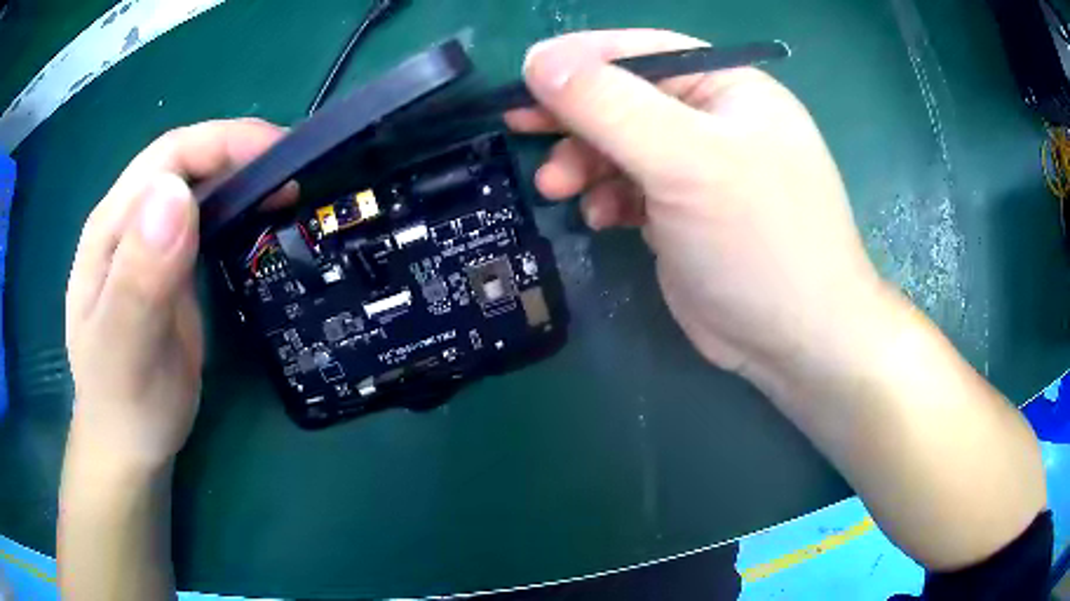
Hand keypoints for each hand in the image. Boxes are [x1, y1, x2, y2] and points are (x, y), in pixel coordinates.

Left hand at [65, 119, 294, 470]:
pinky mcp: (170, 267)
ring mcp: (149, 245)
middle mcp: (129, 223)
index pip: (166, 158)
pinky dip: (236, 209)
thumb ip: (140, 276)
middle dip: (238, 153)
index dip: (221, 143)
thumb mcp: (126, 349)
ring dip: (241, 178)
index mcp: (111, 229)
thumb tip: (175, 194)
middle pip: (184, 163)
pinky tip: (258, 219)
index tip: (277, 152)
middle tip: (293, 170)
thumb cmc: (125, 403)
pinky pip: (203, 221)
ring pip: (197, 187)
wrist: (130, 444)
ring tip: (285, 192)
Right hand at [507, 30, 884, 388]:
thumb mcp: (686, 160)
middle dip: (575, 116)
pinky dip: (606, 196)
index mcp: (727, 87)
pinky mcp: (682, 213)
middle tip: (520, 128)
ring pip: (621, 145)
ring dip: (584, 161)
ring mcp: (698, 169)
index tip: (524, 77)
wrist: (794, 341)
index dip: (581, 59)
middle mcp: (713, 120)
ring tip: (555, 187)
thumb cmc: (759, 239)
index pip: (643, 50)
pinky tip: (600, 216)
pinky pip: (630, 188)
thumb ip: (610, 106)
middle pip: (626, 98)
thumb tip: (539, 61)